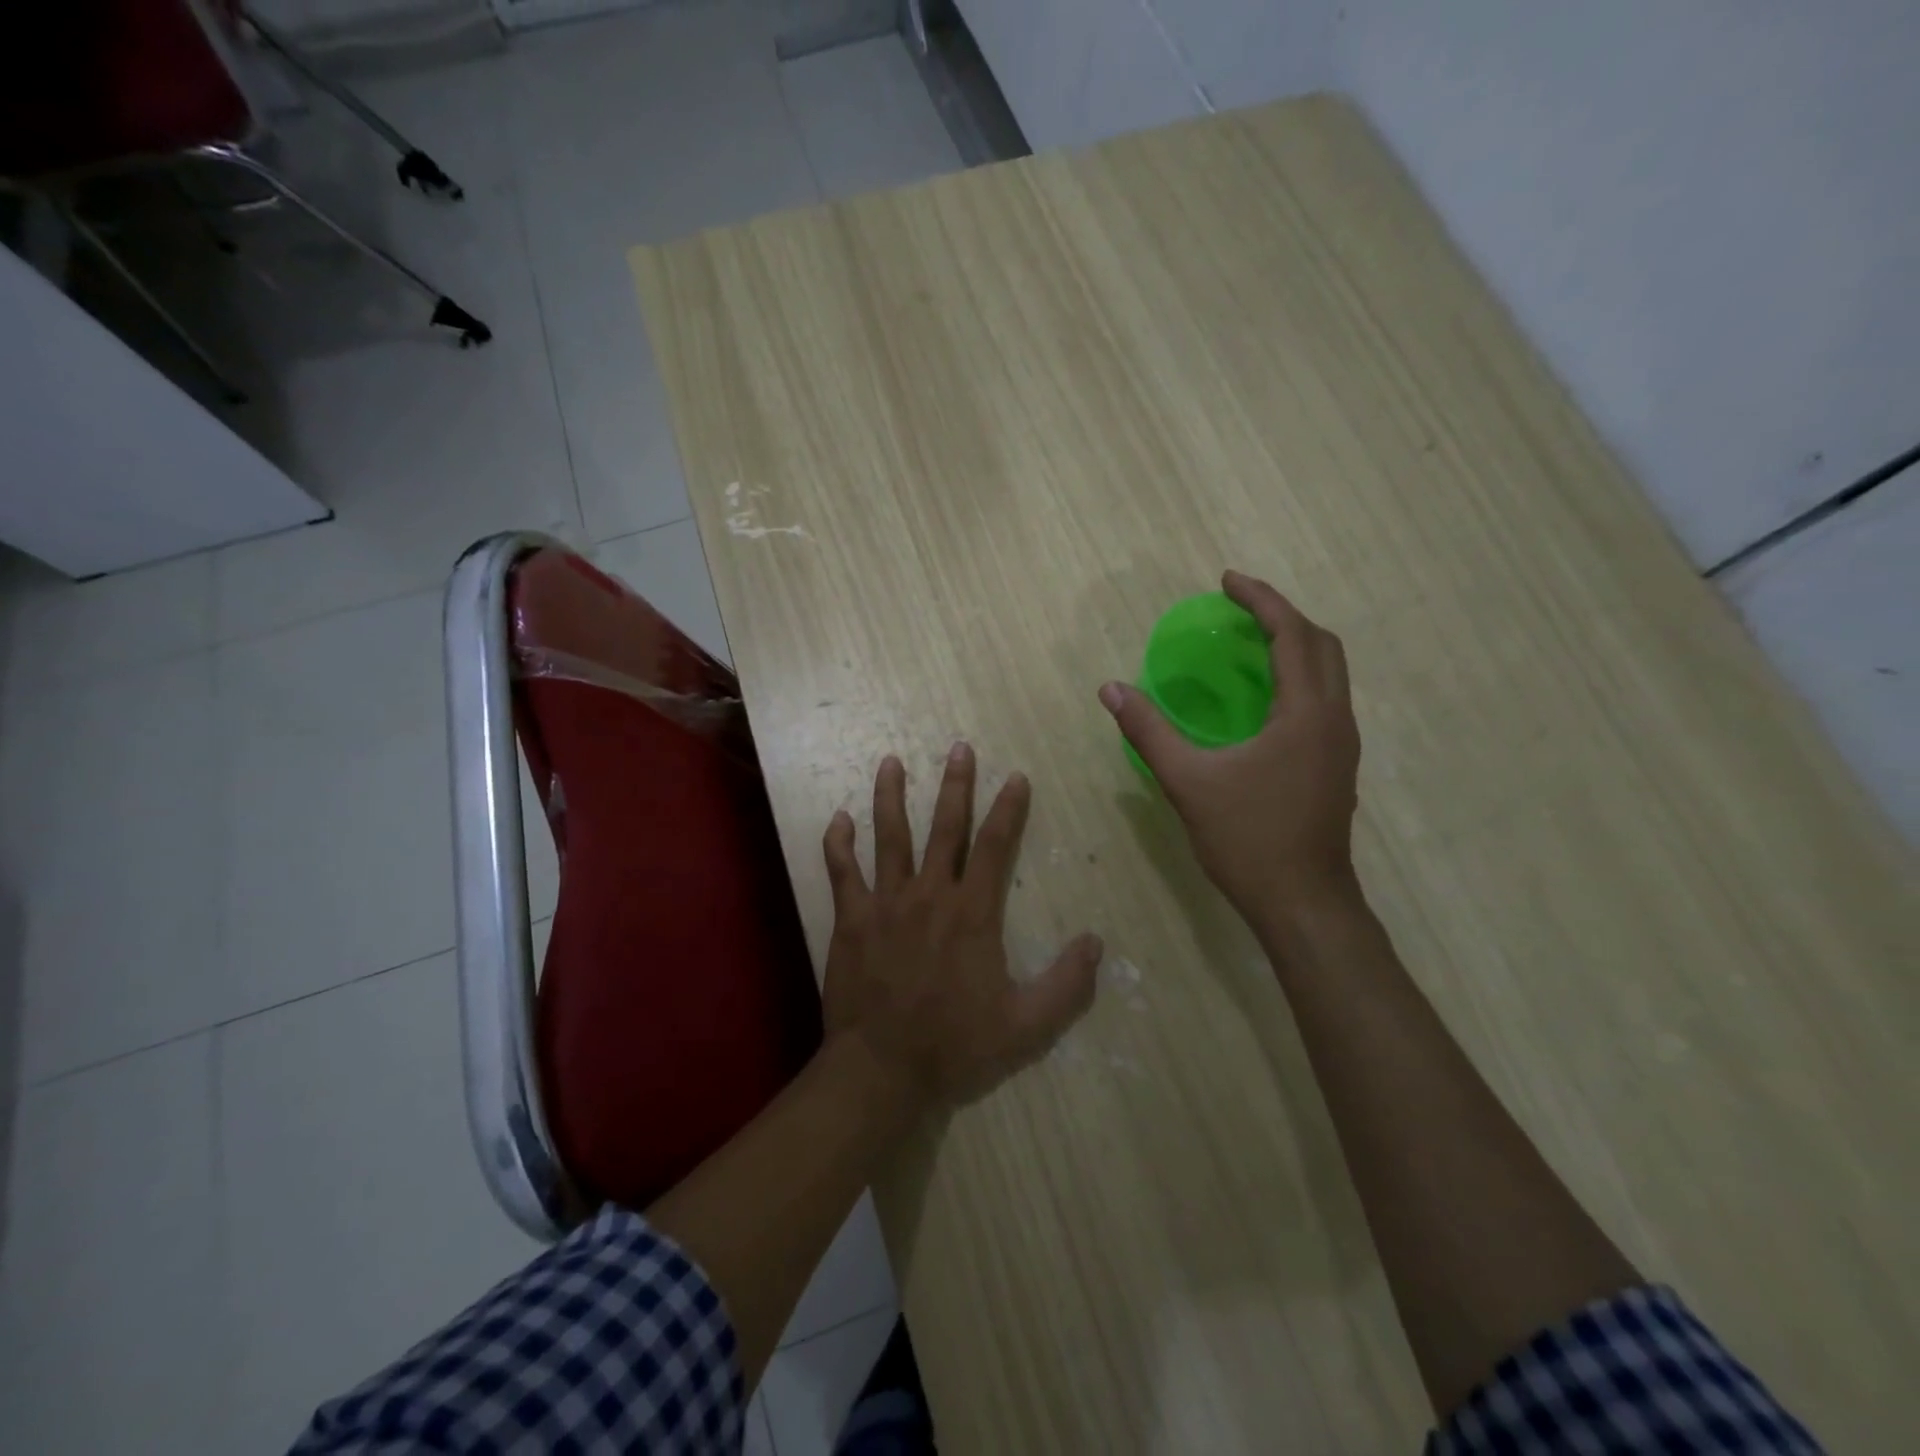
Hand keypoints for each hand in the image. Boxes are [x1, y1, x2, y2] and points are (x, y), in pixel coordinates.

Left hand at [821, 746, 1102, 1110]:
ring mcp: (885, 903)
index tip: (1015, 777)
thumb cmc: (955, 1045)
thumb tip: (1096, 942)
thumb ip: (1065, 984)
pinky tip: (838, 818)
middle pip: (944, 827)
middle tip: (959, 747)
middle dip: (955, 785)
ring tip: (891, 761)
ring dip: (890, 796)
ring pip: (889, 836)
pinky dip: (838, 843)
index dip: (1008, 809)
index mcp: (972, 913)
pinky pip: (842, 872)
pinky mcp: (851, 919)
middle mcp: (929, 895)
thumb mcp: (1025, 1025)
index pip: (995, 846)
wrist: (882, 1069)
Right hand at [1099, 570, 1361, 927]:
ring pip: (1330, 673)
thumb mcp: (1188, 782)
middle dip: (1282, 616)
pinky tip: (1262, 697)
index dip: (1261, 600)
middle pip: (1322, 645)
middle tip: (1239, 608)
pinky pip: (1324, 699)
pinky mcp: (1337, 766)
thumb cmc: (1248, 840)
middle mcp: (1335, 720)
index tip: (1227, 581)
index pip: (1292, 635)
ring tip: (1250, 643)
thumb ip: (1149, 731)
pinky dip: (1297, 677)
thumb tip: (1111, 689)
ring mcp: (1342, 745)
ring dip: (1294, 646)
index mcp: (1306, 714)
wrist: (1303, 903)